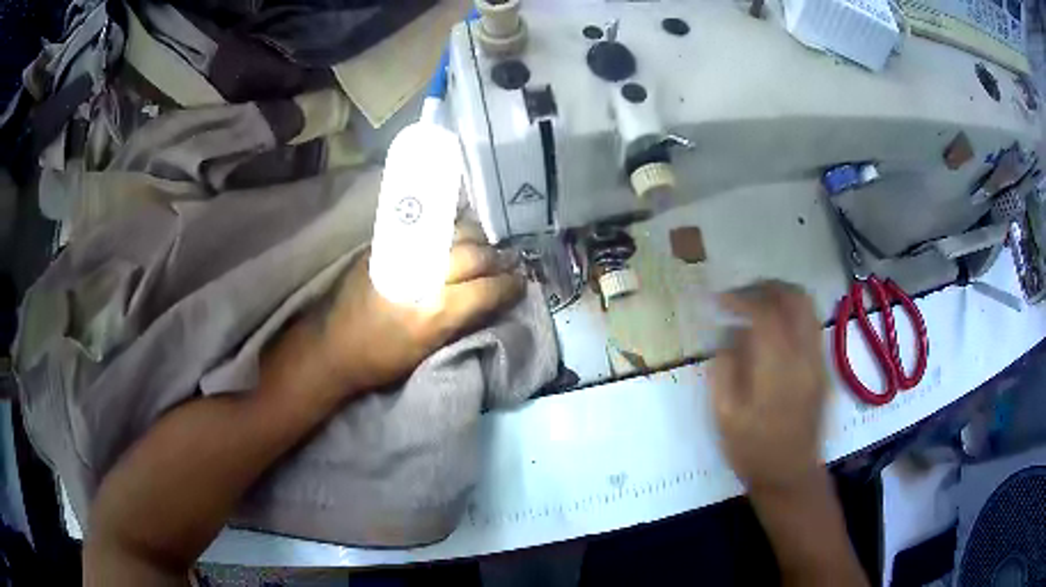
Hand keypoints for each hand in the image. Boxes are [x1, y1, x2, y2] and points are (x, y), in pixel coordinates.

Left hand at [315, 239, 524, 395]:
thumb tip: (493, 300)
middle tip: (511, 262)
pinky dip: (451, 231)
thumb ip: (463, 321)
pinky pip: (429, 228)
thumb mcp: (428, 350)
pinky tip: (460, 236)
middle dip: (498, 259)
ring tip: (488, 247)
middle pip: (473, 255)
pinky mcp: (387, 242)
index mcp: (433, 311)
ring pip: (454, 233)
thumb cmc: (381, 359)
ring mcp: (403, 252)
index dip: (509, 286)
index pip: (486, 289)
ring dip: (478, 239)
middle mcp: (421, 274)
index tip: (521, 283)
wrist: (331, 344)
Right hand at [709, 281, 828, 494]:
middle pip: (795, 298)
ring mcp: (819, 360)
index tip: (719, 300)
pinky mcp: (824, 367)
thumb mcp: (725, 414)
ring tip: (754, 305)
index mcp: (779, 369)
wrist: (790, 475)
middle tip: (740, 294)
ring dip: (780, 296)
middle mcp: (805, 356)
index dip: (741, 298)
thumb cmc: (752, 450)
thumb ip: (726, 366)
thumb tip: (730, 331)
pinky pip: (810, 324)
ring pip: (807, 307)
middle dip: (766, 287)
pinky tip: (772, 329)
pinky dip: (790, 313)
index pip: (765, 312)